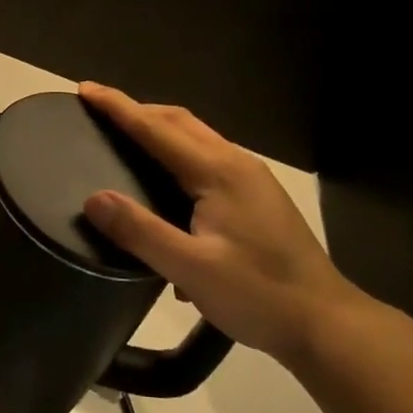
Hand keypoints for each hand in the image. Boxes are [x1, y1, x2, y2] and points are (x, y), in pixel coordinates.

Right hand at [78, 83, 367, 364]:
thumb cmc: (259, 294)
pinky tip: (168, 187)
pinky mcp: (258, 198)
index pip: (156, 129)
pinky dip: (178, 155)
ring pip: (196, 139)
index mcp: (218, 172)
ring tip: (126, 140)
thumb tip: (93, 198)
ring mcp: (252, 179)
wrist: (326, 323)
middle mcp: (236, 164)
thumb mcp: (192, 269)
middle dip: (137, 111)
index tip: (85, 89)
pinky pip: (208, 160)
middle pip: (179, 122)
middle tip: (100, 111)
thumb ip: (141, 231)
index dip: (118, 107)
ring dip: (159, 131)